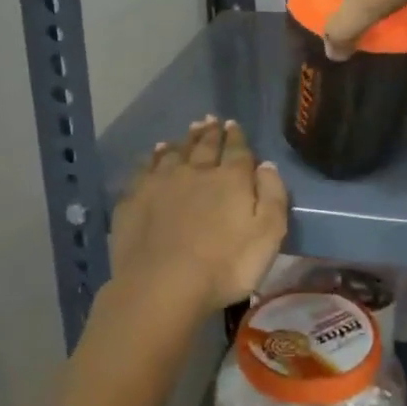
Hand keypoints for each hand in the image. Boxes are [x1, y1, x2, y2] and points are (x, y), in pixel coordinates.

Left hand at [109, 117, 287, 319]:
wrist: (162, 285)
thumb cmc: (224, 266)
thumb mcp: (268, 235)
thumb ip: (272, 196)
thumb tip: (266, 164)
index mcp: (230, 179)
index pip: (236, 150)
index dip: (236, 137)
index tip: (233, 124)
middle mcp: (195, 171)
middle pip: (204, 146)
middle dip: (210, 132)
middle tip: (210, 120)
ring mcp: (161, 182)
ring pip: (173, 153)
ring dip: (182, 141)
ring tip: (186, 132)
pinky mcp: (134, 198)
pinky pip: (145, 169)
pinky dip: (152, 158)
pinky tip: (153, 155)